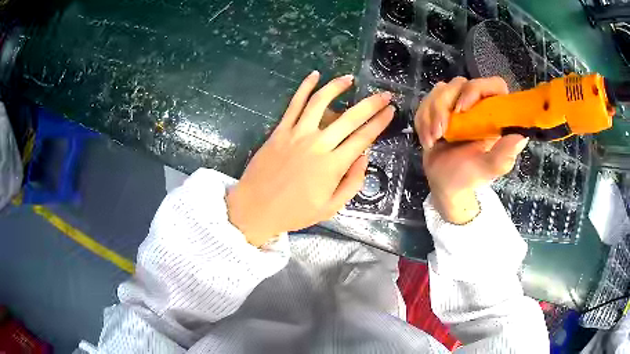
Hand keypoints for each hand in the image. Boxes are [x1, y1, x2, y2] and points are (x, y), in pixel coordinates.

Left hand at [227, 71, 394, 245]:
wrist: (256, 208)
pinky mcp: (280, 130)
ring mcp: (297, 134)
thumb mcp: (331, 208)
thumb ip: (352, 183)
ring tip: (349, 79)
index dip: (380, 122)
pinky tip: (314, 75)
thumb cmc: (294, 212)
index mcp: (333, 166)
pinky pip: (294, 104)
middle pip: (350, 117)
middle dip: (371, 104)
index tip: (390, 110)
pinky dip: (304, 87)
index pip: (363, 138)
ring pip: (320, 102)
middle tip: (383, 94)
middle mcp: (318, 144)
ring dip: (337, 87)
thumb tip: (364, 158)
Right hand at [415, 77, 528, 223]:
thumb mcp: (487, 169)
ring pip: (441, 89)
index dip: (477, 89)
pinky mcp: (439, 108)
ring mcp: (456, 104)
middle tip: (441, 132)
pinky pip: (426, 101)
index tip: (462, 109)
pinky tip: (428, 139)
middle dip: (444, 106)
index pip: (493, 85)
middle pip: (460, 83)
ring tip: (433, 139)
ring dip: (431, 114)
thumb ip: (503, 155)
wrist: (445, 183)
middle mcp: (477, 105)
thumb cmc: (469, 176)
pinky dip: (422, 120)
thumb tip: (521, 137)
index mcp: (494, 115)